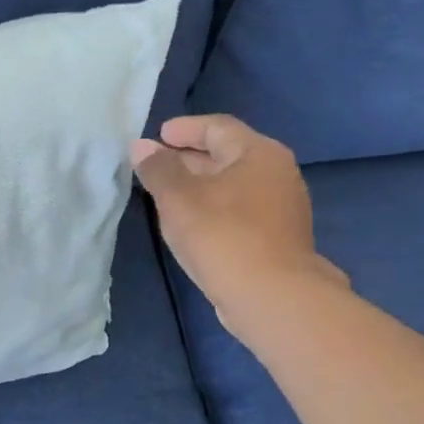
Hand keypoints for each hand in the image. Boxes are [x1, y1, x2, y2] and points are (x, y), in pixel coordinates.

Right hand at [132, 115, 347, 331]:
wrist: (271, 296)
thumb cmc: (222, 236)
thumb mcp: (178, 198)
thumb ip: (158, 169)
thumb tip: (141, 146)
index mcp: (258, 153)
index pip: (217, 127)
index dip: (184, 129)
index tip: (157, 136)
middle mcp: (277, 172)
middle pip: (227, 154)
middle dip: (189, 158)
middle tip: (156, 166)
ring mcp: (282, 206)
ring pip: (233, 184)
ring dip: (200, 185)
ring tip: (167, 196)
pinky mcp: (277, 236)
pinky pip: (239, 209)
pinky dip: (213, 207)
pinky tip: (192, 224)